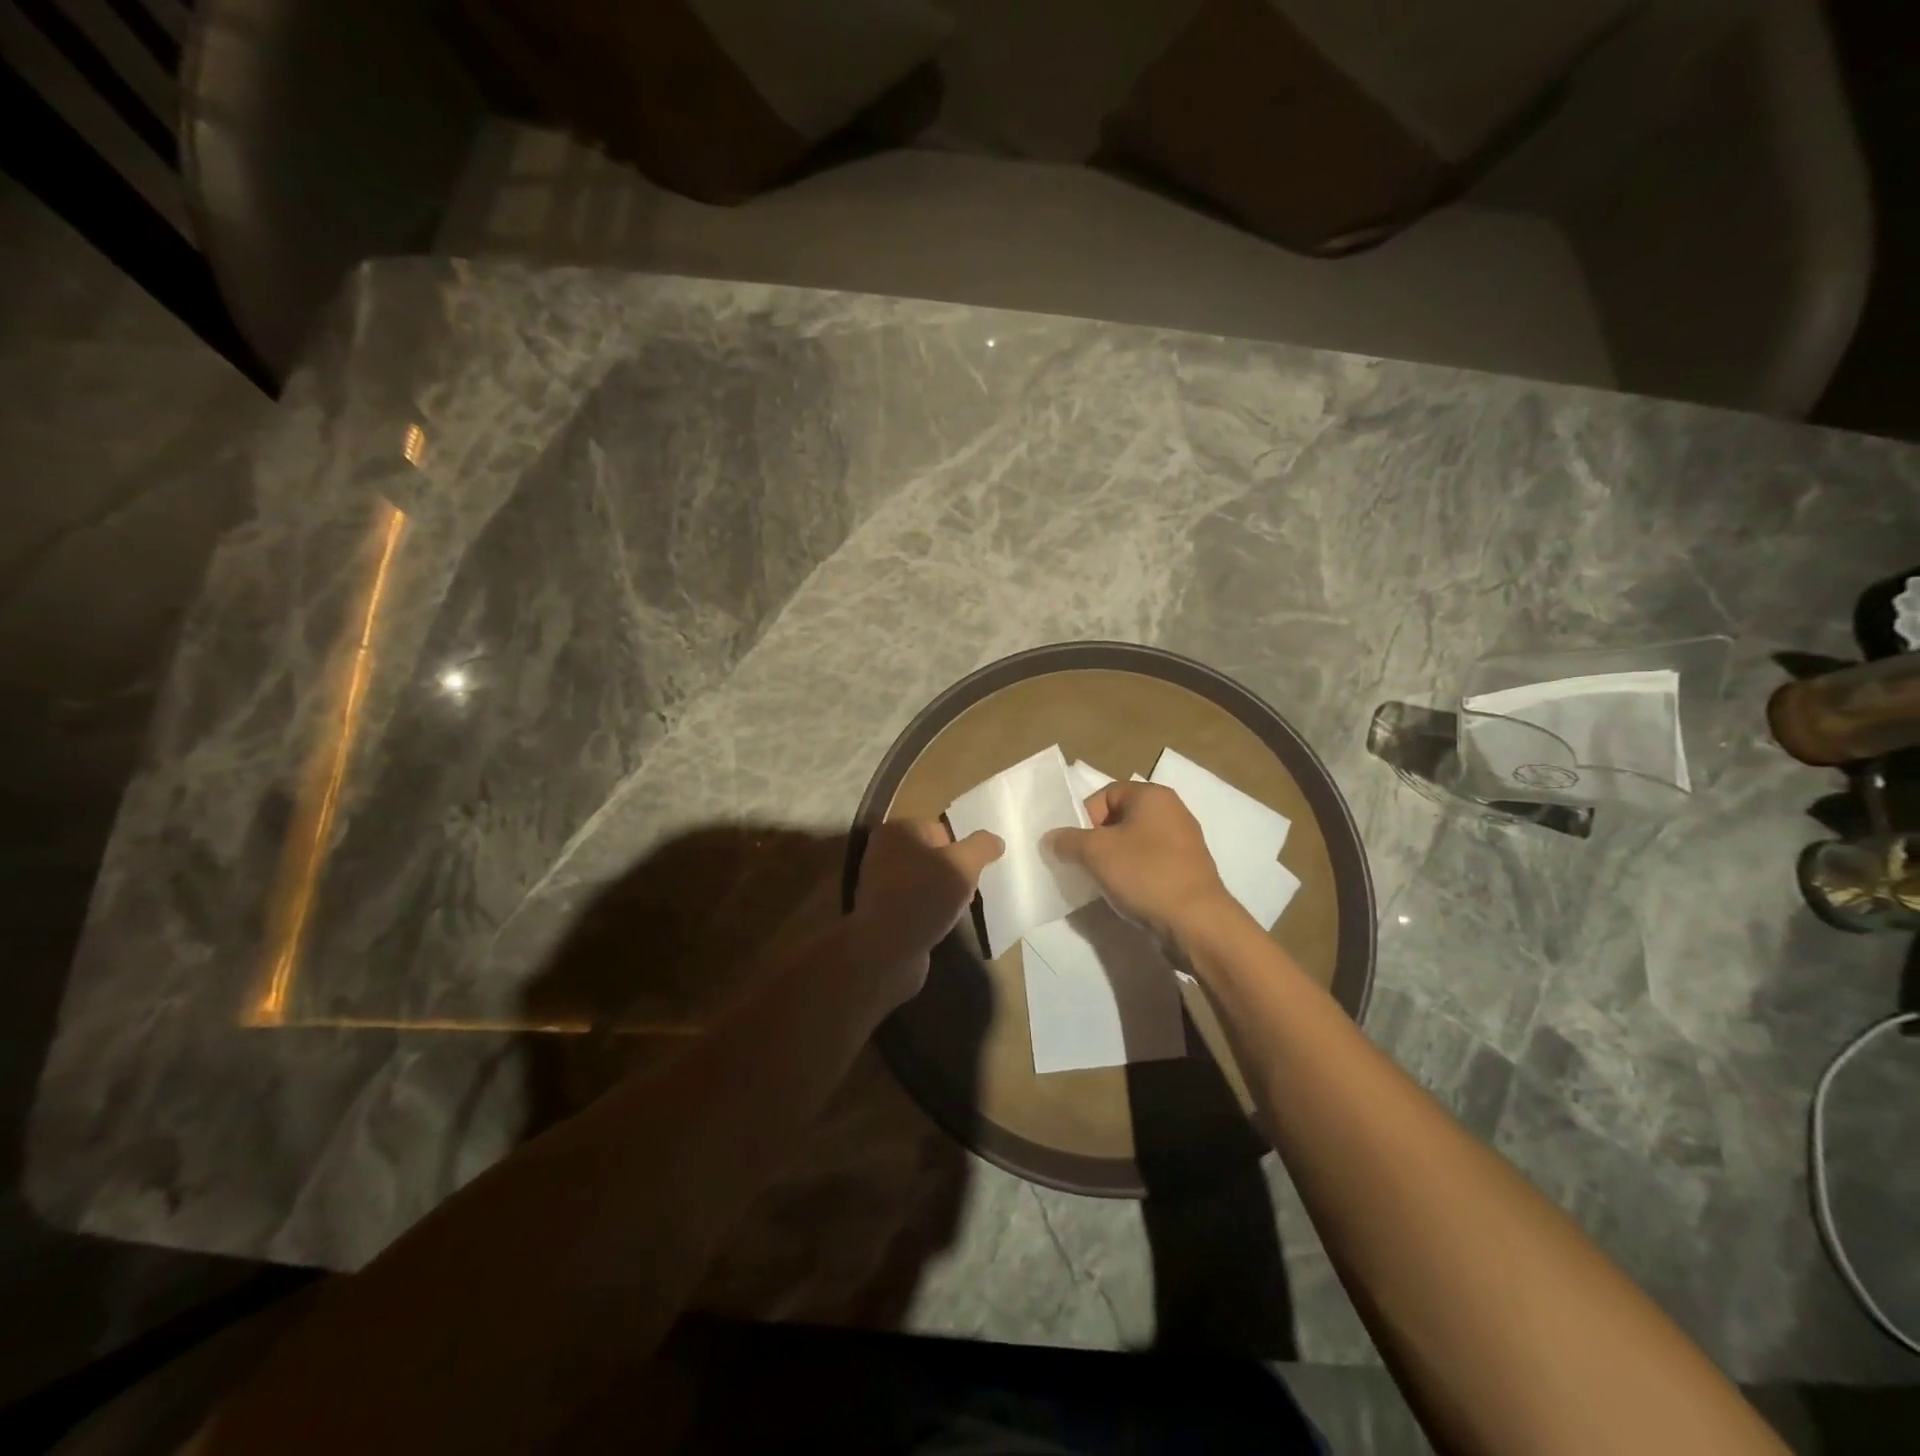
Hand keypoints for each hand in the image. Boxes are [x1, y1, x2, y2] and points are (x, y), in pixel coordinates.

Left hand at [848, 820, 1002, 1007]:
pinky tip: (940, 925)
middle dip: (954, 873)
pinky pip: (916, 903)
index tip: (973, 873)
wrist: (886, 951)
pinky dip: (929, 912)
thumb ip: (981, 847)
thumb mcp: (962, 865)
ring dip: (943, 894)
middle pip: (934, 856)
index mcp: (898, 830)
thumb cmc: (924, 897)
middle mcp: (883, 851)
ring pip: (926, 881)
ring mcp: (880, 882)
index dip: (962, 850)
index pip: (941, 830)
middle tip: (967, 893)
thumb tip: (995, 840)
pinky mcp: (882, 911)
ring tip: (955, 912)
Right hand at [1050, 782, 1240, 946]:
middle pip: (1119, 818)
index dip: (1085, 818)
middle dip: (1097, 841)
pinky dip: (1135, 874)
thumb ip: (1067, 841)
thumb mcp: (1095, 853)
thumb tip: (1052, 839)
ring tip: (1104, 882)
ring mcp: (1184, 841)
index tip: (1077, 847)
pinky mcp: (1188, 869)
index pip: (1104, 795)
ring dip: (1115, 860)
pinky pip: (1151, 863)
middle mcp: (1172, 810)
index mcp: (1153, 795)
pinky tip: (1128, 894)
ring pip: (1134, 843)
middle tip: (1086, 865)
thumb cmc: (1145, 874)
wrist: (1196, 922)